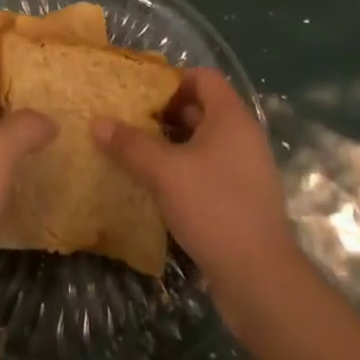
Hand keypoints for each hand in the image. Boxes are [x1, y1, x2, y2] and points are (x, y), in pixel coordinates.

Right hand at [92, 67, 299, 321]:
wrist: (261, 282)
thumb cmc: (214, 208)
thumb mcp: (164, 172)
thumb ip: (130, 144)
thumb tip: (97, 121)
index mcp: (231, 118)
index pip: (202, 77)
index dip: (171, 80)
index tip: (140, 95)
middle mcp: (243, 137)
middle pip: (201, 109)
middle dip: (164, 114)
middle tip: (129, 122)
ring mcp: (245, 171)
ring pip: (202, 143)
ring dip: (171, 145)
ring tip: (134, 153)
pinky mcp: (241, 200)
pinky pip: (208, 171)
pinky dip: (183, 171)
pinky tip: (156, 186)